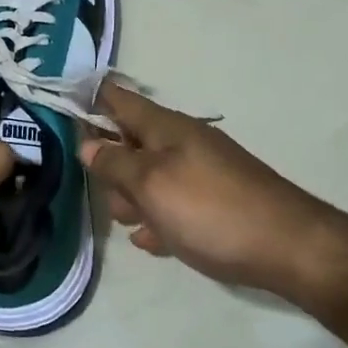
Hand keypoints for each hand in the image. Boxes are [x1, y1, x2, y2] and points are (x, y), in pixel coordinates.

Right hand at [79, 84, 347, 303]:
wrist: (288, 248)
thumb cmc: (211, 210)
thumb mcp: (152, 184)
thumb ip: (115, 162)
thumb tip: (87, 142)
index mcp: (166, 127)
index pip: (118, 99)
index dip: (89, 99)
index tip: (60, 109)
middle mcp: (181, 142)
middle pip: (129, 145)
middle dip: (114, 173)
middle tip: (122, 205)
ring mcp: (199, 172)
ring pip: (148, 180)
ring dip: (136, 203)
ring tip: (145, 231)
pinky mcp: (213, 203)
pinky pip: (172, 205)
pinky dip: (161, 221)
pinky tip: (160, 244)